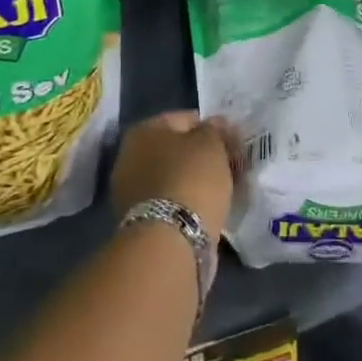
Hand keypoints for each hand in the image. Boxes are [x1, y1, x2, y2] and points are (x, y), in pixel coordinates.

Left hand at [111, 111, 234, 236]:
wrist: (170, 241)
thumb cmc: (191, 179)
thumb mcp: (212, 144)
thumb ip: (215, 130)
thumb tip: (215, 124)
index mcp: (143, 130)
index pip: (184, 119)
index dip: (212, 128)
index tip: (232, 142)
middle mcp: (129, 157)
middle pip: (176, 150)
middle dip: (201, 157)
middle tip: (229, 166)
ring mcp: (130, 192)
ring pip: (173, 177)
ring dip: (194, 181)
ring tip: (222, 190)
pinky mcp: (139, 222)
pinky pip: (170, 202)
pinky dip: (187, 203)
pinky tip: (207, 209)